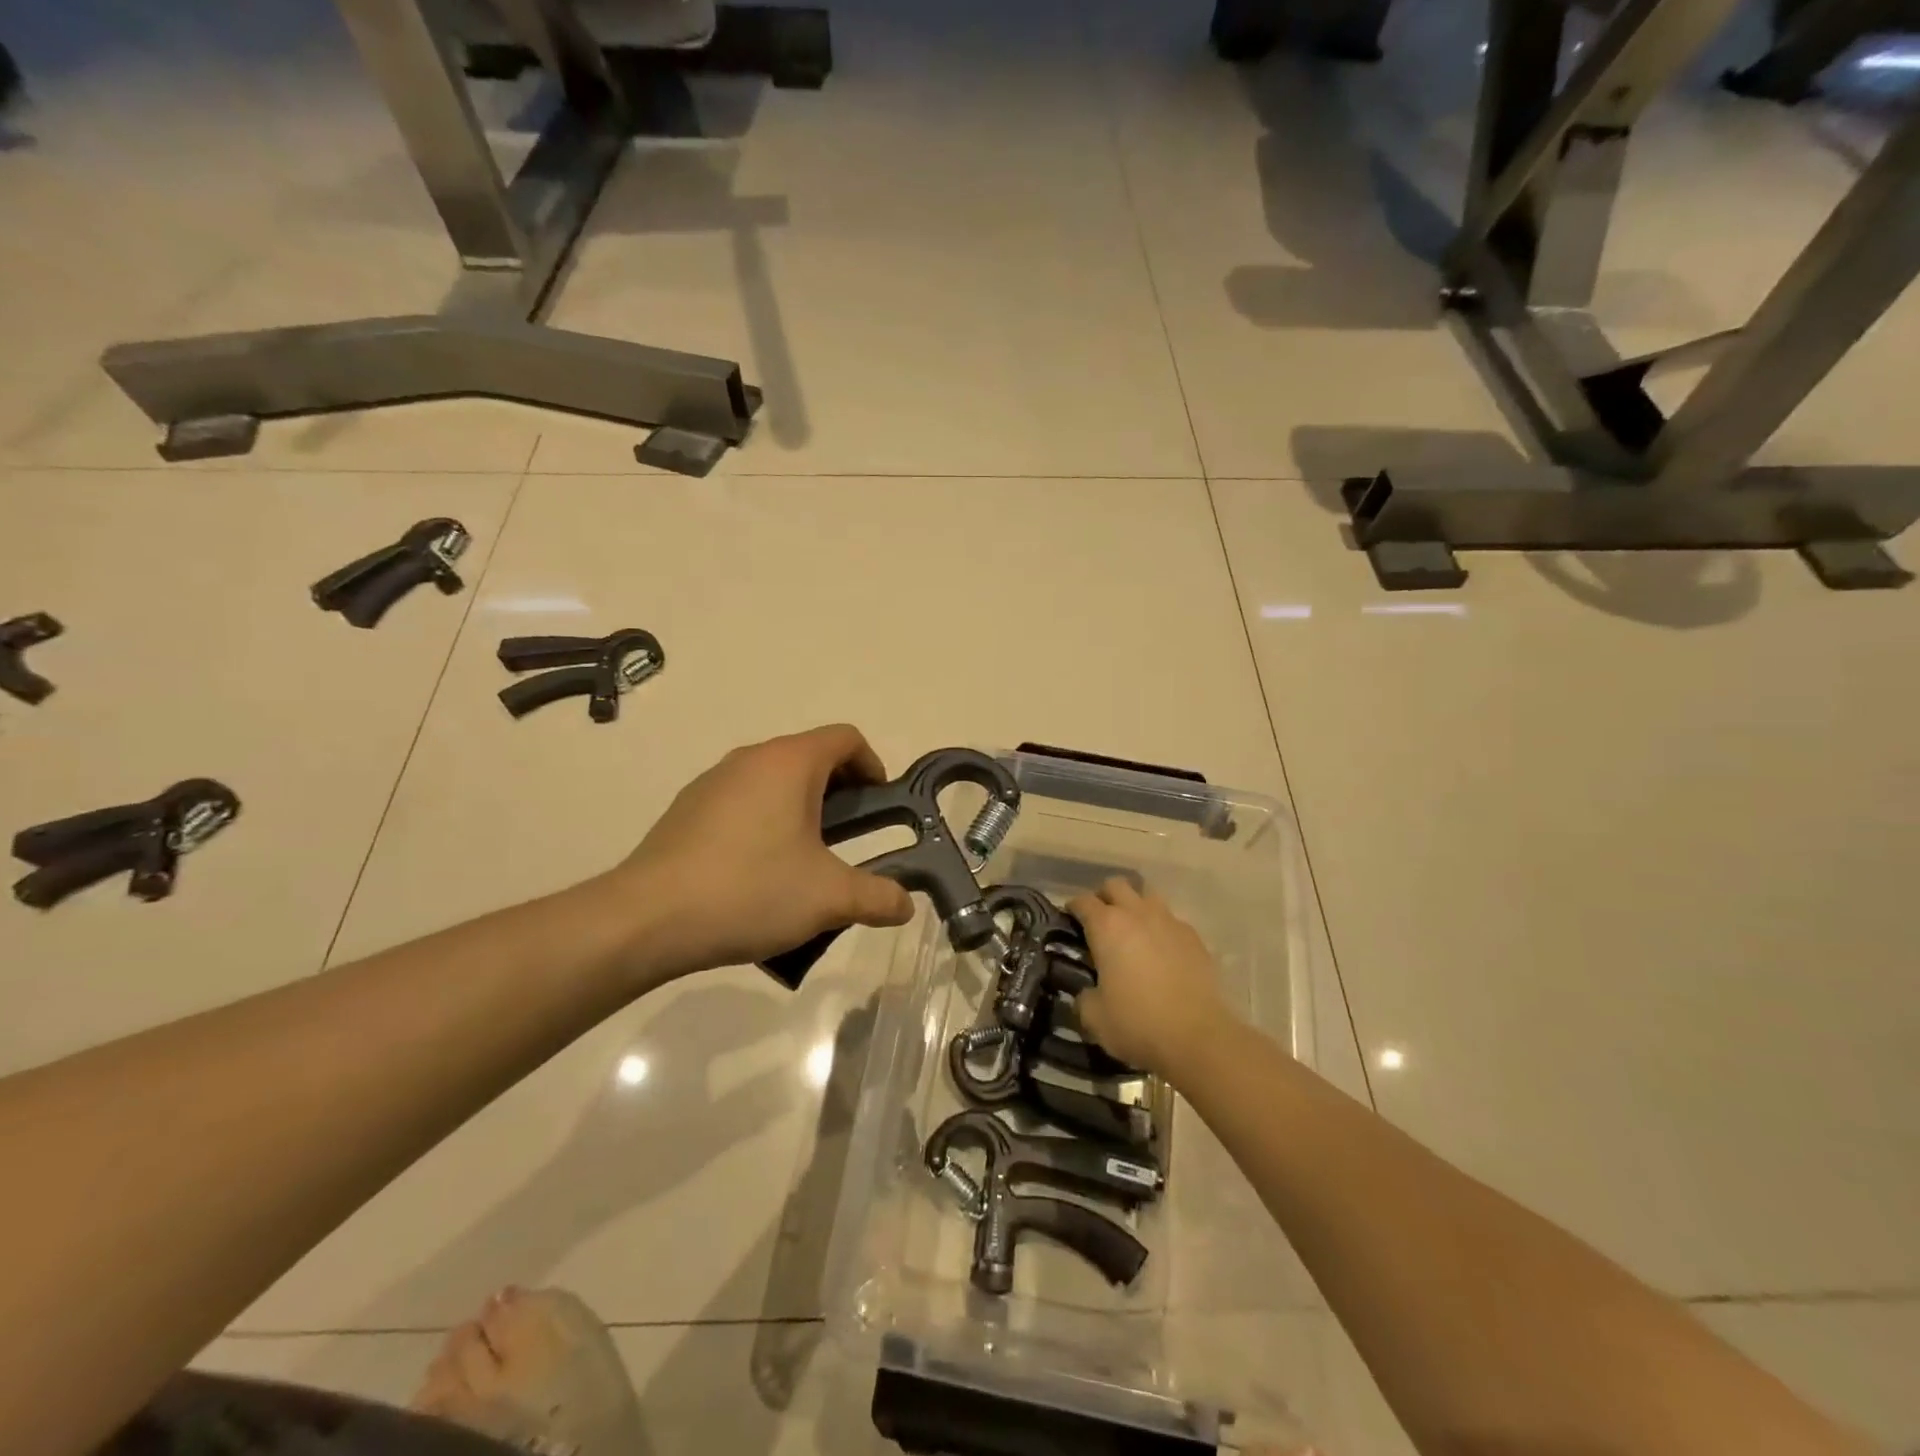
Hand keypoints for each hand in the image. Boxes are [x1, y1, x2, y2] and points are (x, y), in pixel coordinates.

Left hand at [603, 725, 913, 983]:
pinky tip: (759, 872)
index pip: (846, 738)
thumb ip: (877, 897)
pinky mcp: (687, 810)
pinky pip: (742, 802)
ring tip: (806, 860)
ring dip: (801, 808)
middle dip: (840, 791)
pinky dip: (765, 821)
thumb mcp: (828, 897)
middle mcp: (750, 759)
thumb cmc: (750, 891)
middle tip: (852, 837)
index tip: (881, 806)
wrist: (647, 919)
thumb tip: (905, 906)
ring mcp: (713, 782)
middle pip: (810, 757)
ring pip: (773, 780)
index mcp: (789, 763)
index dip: (873, 766)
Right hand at [1066, 878, 1234, 1080]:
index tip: (1069, 921)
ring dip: (1135, 906)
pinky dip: (1161, 928)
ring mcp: (1169, 922)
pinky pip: (1172, 920)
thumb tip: (1086, 992)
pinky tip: (1161, 952)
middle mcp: (1137, 913)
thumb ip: (1083, 996)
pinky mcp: (1194, 937)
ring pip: (1147, 896)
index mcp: (1107, 926)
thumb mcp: (1094, 1017)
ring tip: (1132, 932)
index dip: (1072, 908)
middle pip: (1116, 885)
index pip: (1082, 901)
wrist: (1198, 1037)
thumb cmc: (1137, 1022)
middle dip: (1104, 897)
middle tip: (1100, 922)